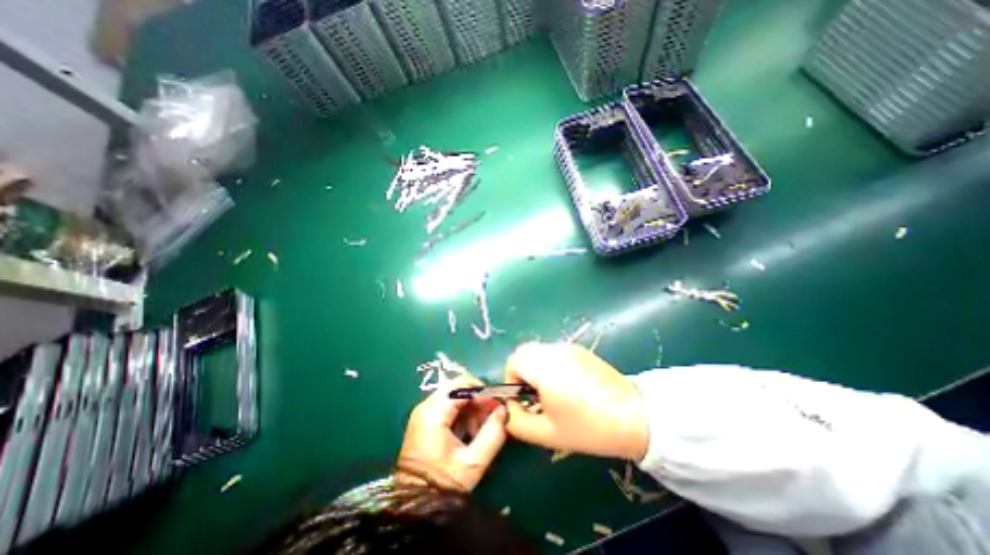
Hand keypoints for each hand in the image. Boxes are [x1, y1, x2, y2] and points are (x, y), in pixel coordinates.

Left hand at [395, 377, 506, 490]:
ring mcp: (423, 411)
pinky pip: (448, 404)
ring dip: (470, 406)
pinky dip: (462, 412)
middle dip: (477, 399)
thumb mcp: (472, 463)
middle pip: (457, 386)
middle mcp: (425, 406)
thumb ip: (492, 434)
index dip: (483, 392)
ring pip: (454, 394)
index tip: (496, 406)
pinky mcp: (424, 419)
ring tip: (478, 429)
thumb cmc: (442, 484)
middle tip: (488, 418)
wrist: (414, 506)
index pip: (462, 384)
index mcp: (434, 412)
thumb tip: (503, 411)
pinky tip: (468, 431)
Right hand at [503, 342, 650, 459]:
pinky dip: (551, 364)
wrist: (635, 416)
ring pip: (540, 351)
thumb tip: (507, 410)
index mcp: (544, 367)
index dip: (511, 380)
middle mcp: (554, 351)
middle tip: (535, 396)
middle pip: (525, 352)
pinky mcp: (581, 350)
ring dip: (536, 367)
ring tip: (552, 392)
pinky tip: (569, 385)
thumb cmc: (588, 427)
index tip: (523, 399)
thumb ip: (517, 422)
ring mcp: (569, 348)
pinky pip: (555, 352)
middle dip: (522, 372)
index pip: (513, 360)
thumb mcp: (547, 433)